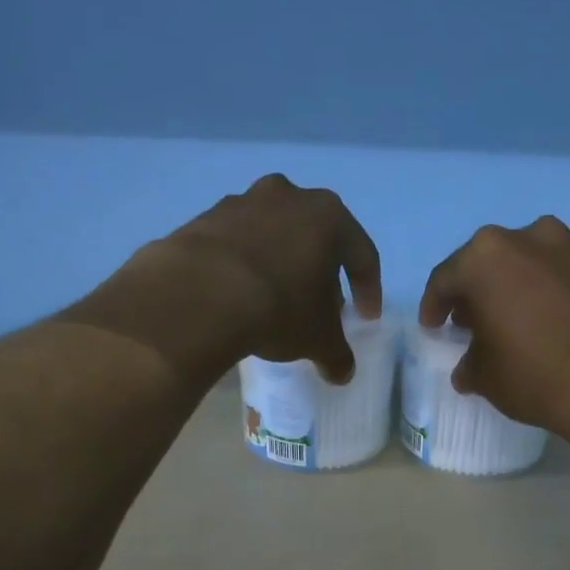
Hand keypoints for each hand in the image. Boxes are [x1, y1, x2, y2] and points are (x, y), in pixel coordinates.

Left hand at [159, 174, 381, 382]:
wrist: (200, 294)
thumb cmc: (279, 309)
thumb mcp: (318, 340)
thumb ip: (337, 354)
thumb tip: (342, 372)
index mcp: (329, 217)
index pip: (362, 255)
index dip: (369, 290)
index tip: (366, 317)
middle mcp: (289, 197)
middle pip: (317, 238)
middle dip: (322, 273)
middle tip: (322, 306)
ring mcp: (243, 202)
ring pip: (275, 236)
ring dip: (282, 264)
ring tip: (278, 300)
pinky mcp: (205, 218)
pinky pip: (237, 244)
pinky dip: (245, 266)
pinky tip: (240, 295)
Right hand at [418, 216, 569, 460]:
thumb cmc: (535, 375)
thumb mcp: (485, 378)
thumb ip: (470, 363)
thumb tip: (470, 367)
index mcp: (486, 258)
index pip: (446, 279)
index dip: (435, 306)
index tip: (434, 327)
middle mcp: (529, 237)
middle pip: (492, 262)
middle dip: (480, 291)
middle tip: (476, 322)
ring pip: (535, 261)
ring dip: (522, 284)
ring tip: (523, 318)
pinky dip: (559, 290)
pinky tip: (562, 320)